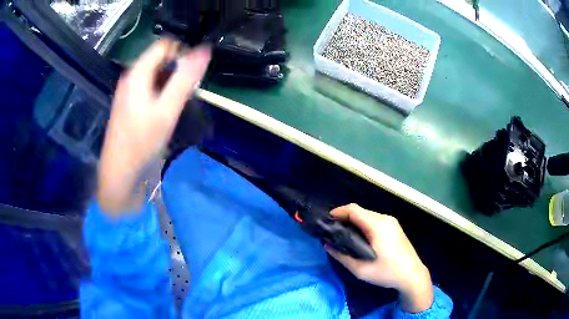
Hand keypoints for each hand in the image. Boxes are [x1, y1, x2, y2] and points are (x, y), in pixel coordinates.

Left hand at [98, 39, 210, 214]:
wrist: (119, 173)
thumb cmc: (141, 142)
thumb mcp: (166, 110)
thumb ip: (185, 79)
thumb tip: (205, 50)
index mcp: (137, 72)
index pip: (165, 45)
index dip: (183, 53)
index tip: (193, 74)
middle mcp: (131, 76)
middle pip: (161, 59)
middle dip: (178, 70)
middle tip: (186, 93)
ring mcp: (129, 91)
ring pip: (156, 75)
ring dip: (171, 83)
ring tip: (177, 105)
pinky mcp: (130, 104)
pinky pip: (150, 88)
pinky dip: (162, 93)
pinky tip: (165, 112)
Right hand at [326, 204, 433, 313]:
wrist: (412, 275)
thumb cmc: (387, 273)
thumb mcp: (360, 270)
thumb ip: (342, 256)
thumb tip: (327, 245)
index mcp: (377, 226)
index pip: (354, 210)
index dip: (338, 212)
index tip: (326, 222)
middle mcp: (385, 219)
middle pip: (360, 211)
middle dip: (344, 218)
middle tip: (332, 232)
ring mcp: (392, 222)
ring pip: (368, 216)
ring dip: (354, 222)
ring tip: (344, 236)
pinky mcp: (394, 227)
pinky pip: (375, 221)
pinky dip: (364, 225)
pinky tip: (360, 238)